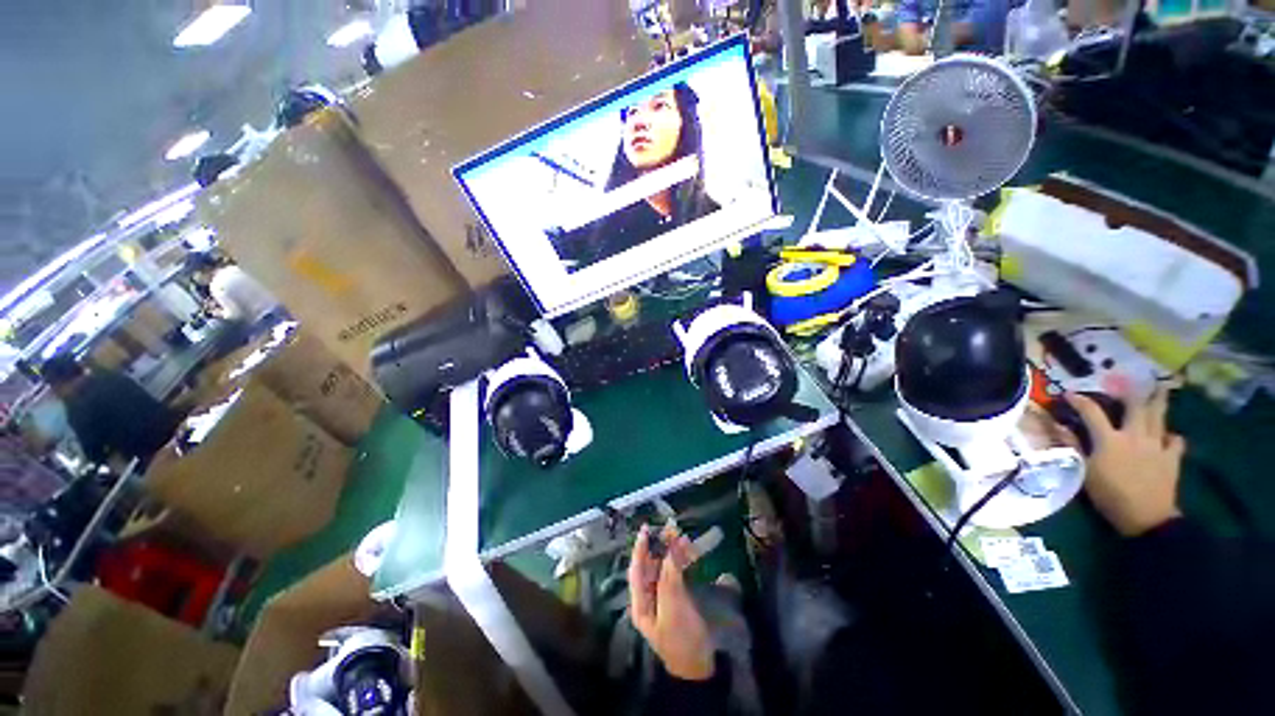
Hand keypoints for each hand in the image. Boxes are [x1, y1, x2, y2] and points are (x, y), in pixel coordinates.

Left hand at [628, 524, 714, 680]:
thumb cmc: (682, 638)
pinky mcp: (677, 599)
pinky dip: (681, 562)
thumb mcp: (673, 606)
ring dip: (672, 553)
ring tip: (683, 539)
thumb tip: (672, 545)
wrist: (701, 668)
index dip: (640, 548)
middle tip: (671, 529)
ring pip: (664, 568)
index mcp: (640, 603)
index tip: (645, 529)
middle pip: (651, 566)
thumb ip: (670, 574)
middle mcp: (648, 598)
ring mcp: (663, 599)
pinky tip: (689, 553)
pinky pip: (676, 574)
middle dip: (660, 547)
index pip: (637, 569)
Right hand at [1067, 390, 1185, 536]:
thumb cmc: (1110, 495)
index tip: (1069, 394)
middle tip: (1134, 380)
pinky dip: (1172, 436)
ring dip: (1159, 402)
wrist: (1146, 518)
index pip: (1091, 412)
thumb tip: (1059, 426)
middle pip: (1135, 407)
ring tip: (1161, 390)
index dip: (1079, 401)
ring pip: (1159, 417)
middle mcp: (1134, 436)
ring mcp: (1157, 445)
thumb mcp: (1085, 472)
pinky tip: (1169, 436)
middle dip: (1133, 392)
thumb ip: (1075, 447)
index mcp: (1110, 439)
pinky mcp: (1172, 457)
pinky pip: (1176, 440)